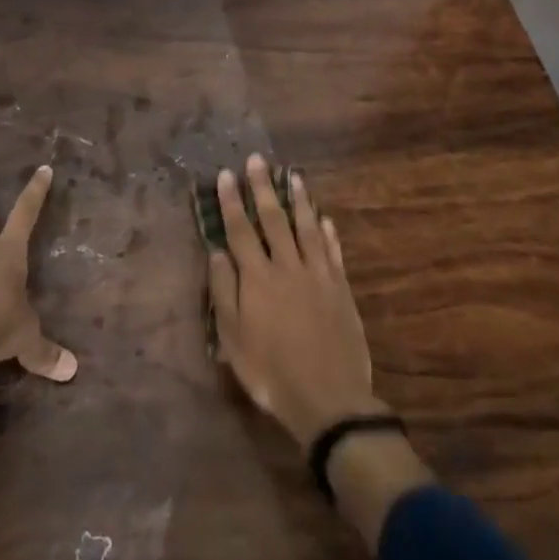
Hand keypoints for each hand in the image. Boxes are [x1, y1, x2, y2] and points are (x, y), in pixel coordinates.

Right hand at [207, 155, 382, 448]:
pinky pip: (332, 251)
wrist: (328, 399)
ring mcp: (318, 275)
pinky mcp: (341, 288)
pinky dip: (327, 232)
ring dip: (298, 200)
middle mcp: (287, 266)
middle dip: (263, 188)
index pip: (240, 230)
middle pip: (273, 219)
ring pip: (306, 227)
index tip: (226, 174)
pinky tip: (324, 218)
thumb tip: (217, 252)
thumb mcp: (234, 340)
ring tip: (292, 176)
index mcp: (258, 278)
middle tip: (257, 160)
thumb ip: (224, 292)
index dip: (232, 201)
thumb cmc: (271, 373)